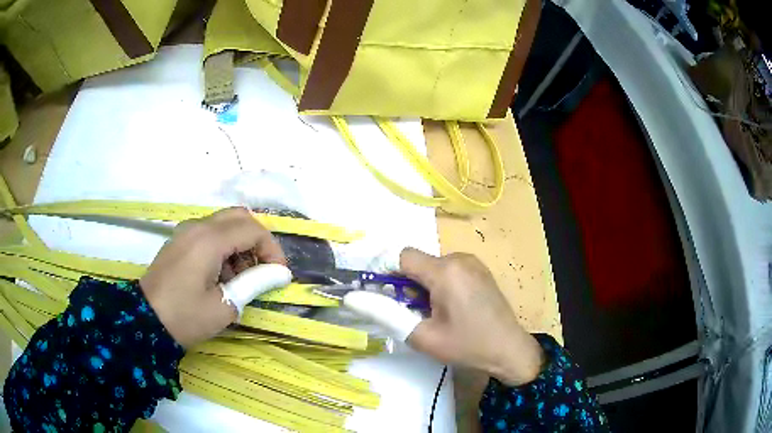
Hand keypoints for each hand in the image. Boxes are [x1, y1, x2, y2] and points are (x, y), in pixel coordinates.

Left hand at [139, 207, 287, 347]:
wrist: (144, 321)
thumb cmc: (185, 316)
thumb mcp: (224, 306)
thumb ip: (254, 284)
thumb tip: (280, 274)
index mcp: (209, 240)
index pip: (253, 230)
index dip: (272, 250)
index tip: (278, 275)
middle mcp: (198, 226)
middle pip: (239, 217)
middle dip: (257, 241)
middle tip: (262, 269)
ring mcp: (186, 232)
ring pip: (224, 224)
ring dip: (240, 245)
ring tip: (241, 278)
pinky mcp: (180, 241)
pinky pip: (210, 233)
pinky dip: (224, 247)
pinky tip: (221, 275)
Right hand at [400, 249, 545, 385]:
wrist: (510, 350)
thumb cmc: (467, 345)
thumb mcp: (422, 336)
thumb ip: (386, 315)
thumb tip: (355, 299)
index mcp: (445, 271)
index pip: (402, 257)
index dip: (388, 274)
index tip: (386, 296)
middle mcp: (459, 258)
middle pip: (419, 263)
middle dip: (409, 285)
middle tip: (415, 313)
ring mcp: (473, 262)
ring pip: (434, 266)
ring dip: (426, 285)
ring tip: (437, 313)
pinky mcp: (481, 269)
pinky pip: (450, 269)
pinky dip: (442, 284)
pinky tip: (454, 308)